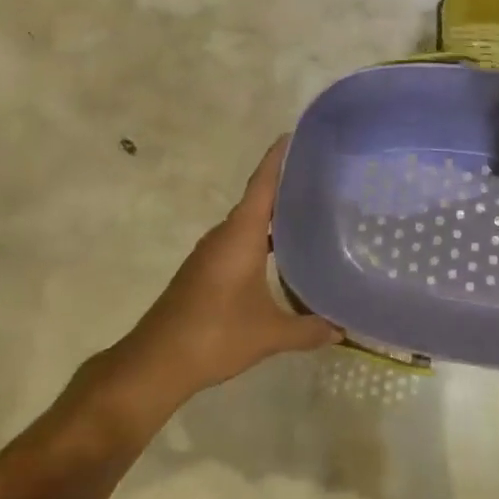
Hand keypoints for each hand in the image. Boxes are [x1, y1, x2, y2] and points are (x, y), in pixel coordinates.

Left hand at [100, 138, 336, 428]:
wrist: (154, 362)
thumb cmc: (214, 335)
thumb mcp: (269, 334)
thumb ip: (308, 329)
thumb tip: (343, 329)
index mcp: (241, 235)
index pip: (263, 184)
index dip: (278, 158)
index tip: (296, 136)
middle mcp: (225, 235)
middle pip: (258, 199)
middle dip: (287, 187)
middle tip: (324, 180)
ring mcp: (211, 253)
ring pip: (249, 223)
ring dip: (274, 216)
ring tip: (311, 215)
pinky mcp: (205, 271)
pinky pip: (240, 241)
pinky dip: (262, 239)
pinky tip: (283, 256)